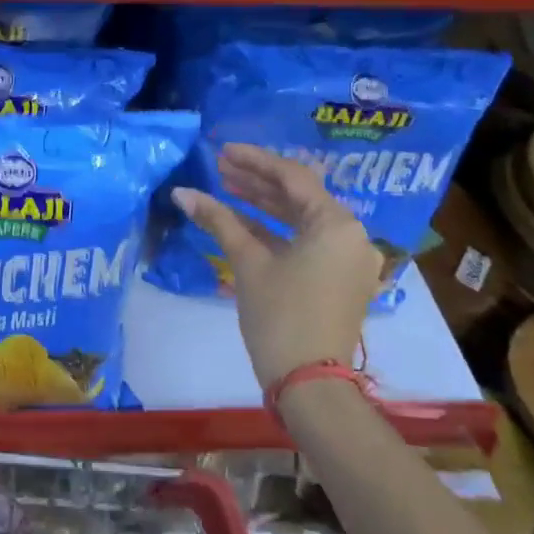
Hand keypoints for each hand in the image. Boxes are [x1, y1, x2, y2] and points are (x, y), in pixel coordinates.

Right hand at [171, 144, 382, 391]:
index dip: (255, 161)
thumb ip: (218, 221)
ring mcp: (349, 260)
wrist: (310, 382)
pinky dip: (278, 233)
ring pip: (303, 220)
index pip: (293, 177)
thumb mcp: (248, 263)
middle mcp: (352, 236)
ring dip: (266, 205)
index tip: (223, 151)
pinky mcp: (340, 280)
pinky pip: (308, 243)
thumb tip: (182, 193)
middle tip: (221, 168)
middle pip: (301, 196)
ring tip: (227, 189)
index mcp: (337, 224)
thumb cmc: (280, 316)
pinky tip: (244, 224)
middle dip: (259, 182)